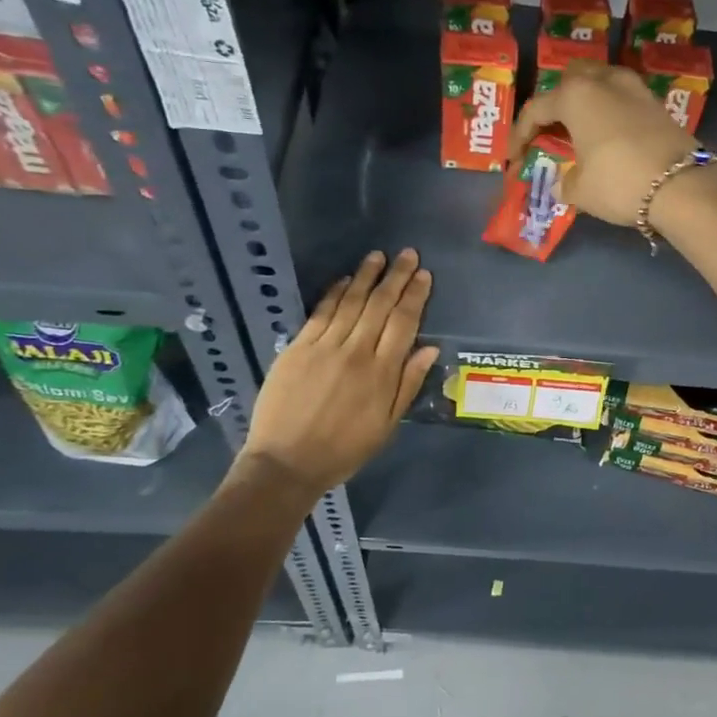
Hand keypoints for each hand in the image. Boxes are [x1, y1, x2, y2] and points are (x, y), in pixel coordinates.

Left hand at [235, 249, 438, 498]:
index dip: (415, 296)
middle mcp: (356, 352)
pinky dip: (334, 293)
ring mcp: (324, 347)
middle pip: (380, 305)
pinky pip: (320, 313)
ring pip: (351, 302)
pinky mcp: (297, 348)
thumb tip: (429, 349)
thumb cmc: (343, 450)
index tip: (424, 275)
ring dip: (366, 277)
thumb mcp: (386, 425)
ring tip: (378, 256)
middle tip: (408, 254)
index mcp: (382, 373)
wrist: (286, 462)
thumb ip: (407, 384)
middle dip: (396, 277)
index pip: (404, 323)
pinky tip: (344, 280)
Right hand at [507, 63, 696, 225]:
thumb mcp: (580, 190)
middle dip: (555, 104)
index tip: (513, 159)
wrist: (683, 186)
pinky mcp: (656, 103)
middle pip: (569, 80)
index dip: (520, 135)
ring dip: (585, 103)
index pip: (536, 109)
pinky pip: (622, 98)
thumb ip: (564, 181)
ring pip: (599, 83)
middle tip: (549, 132)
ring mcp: (634, 88)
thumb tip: (564, 181)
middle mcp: (604, 80)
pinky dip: (609, 112)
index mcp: (575, 95)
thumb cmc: (619, 182)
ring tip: (579, 131)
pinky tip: (607, 135)